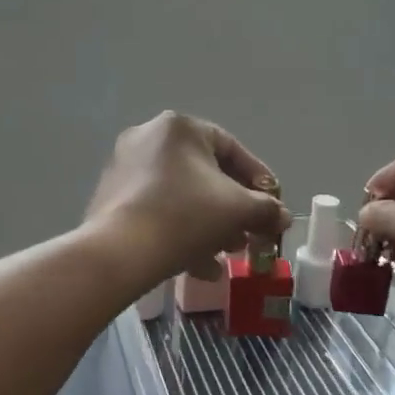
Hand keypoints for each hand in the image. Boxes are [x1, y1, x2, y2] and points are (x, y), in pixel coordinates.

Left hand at [87, 112, 292, 282]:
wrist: (119, 252)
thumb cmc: (185, 217)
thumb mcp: (238, 210)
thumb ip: (266, 209)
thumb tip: (282, 216)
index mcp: (178, 128)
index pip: (230, 147)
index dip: (258, 178)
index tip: (272, 204)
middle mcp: (147, 138)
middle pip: (204, 174)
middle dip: (232, 208)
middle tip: (249, 234)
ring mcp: (124, 167)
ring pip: (181, 195)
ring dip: (209, 225)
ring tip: (226, 254)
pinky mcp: (111, 198)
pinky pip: (157, 209)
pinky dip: (180, 231)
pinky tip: (198, 266)